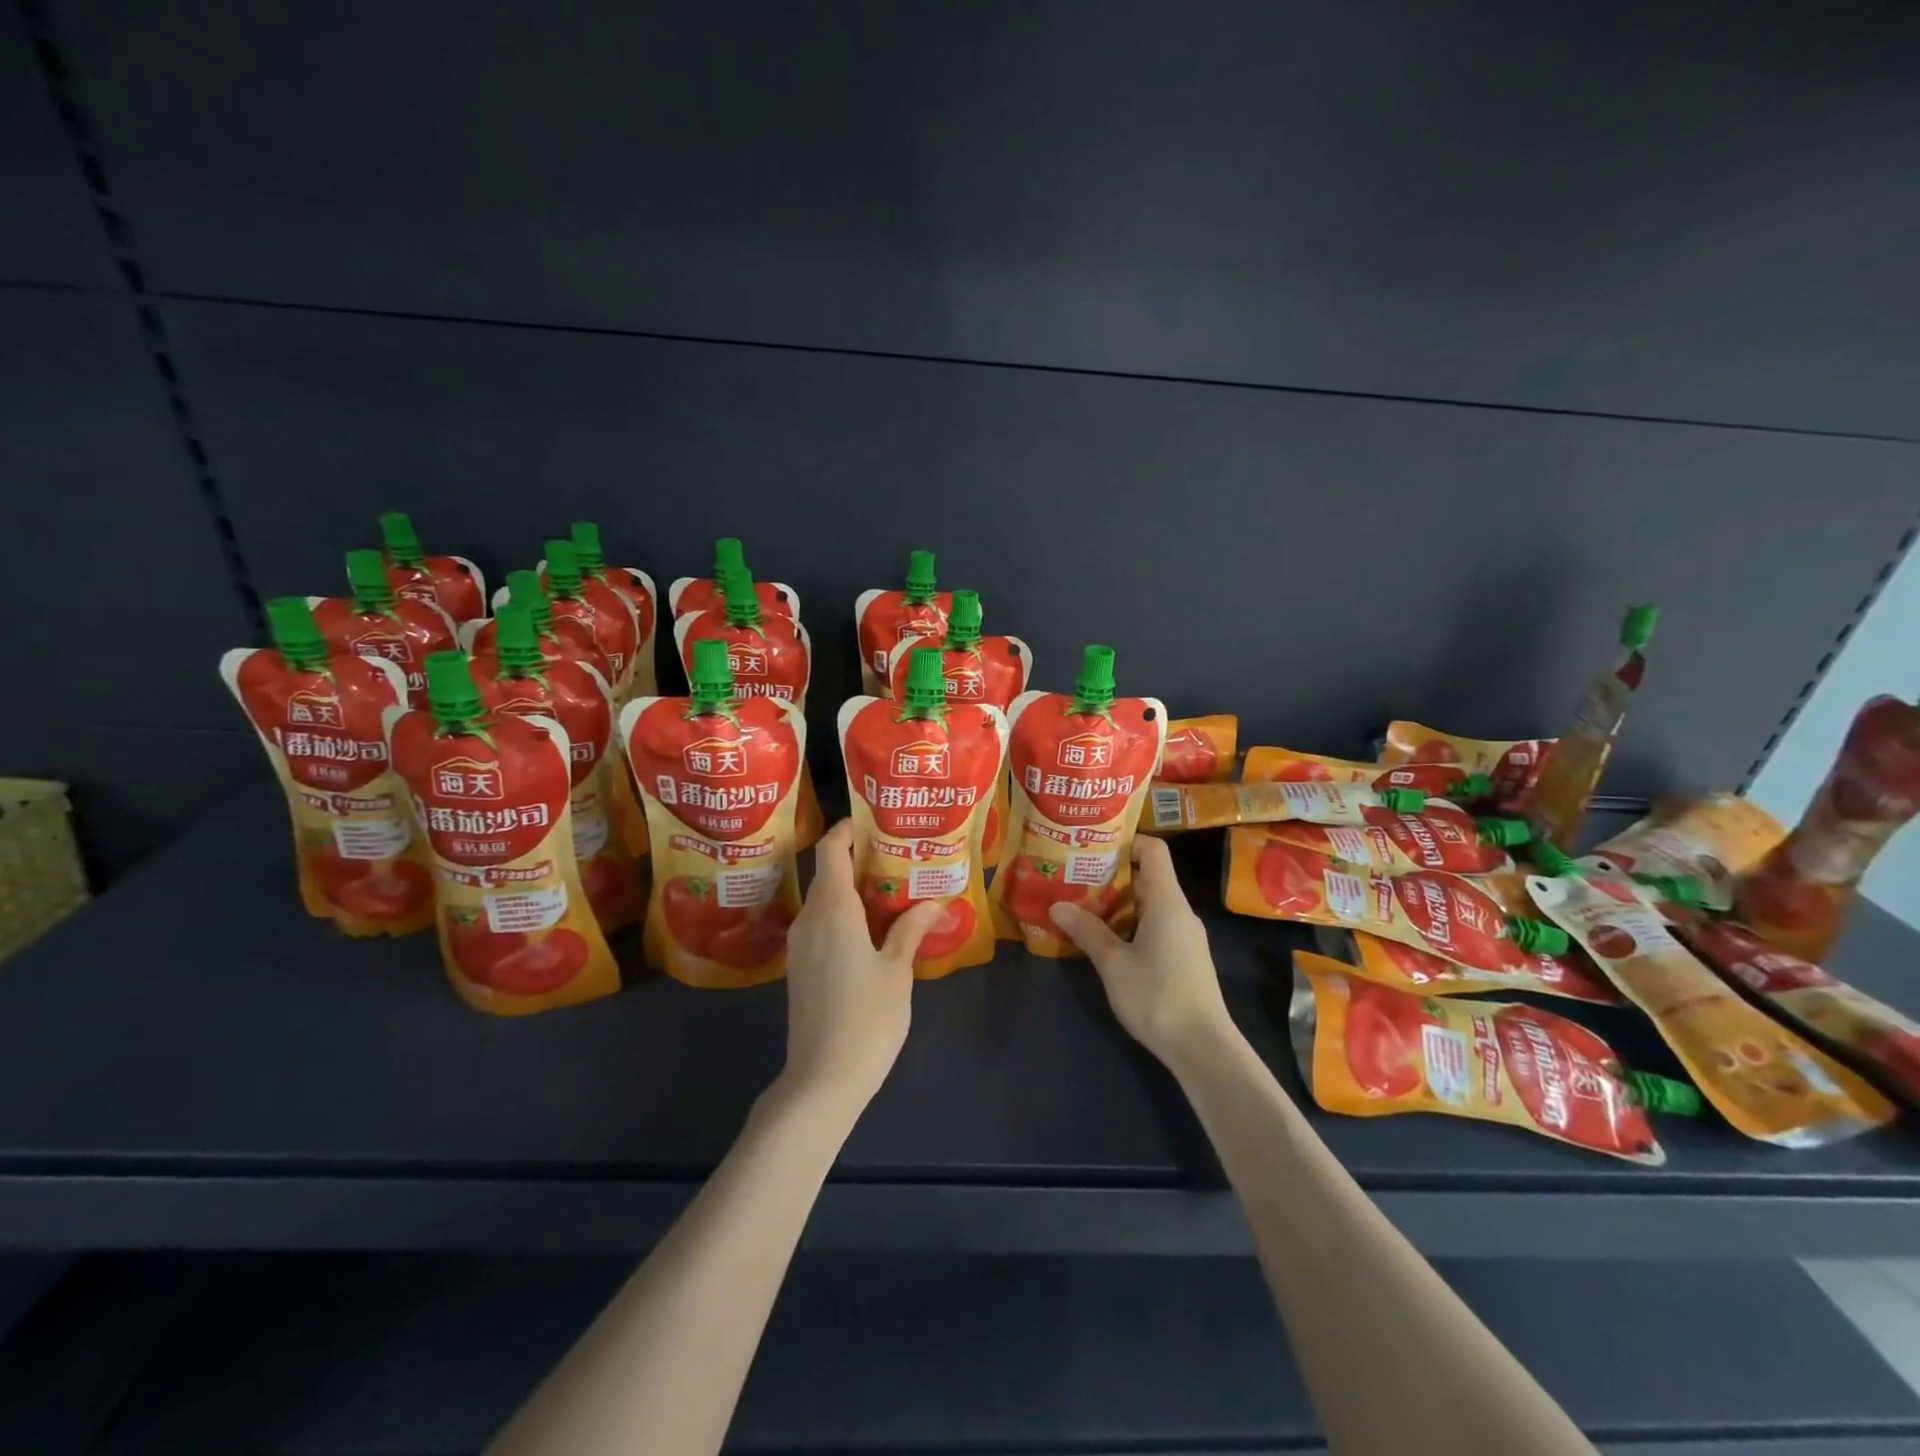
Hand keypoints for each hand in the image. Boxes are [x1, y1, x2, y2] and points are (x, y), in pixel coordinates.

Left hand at [776, 819, 944, 1112]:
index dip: (847, 830)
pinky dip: (843, 912)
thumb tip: (933, 903)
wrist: (822, 1079)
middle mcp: (810, 919)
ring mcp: (800, 944)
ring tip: (889, 887)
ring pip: (823, 899)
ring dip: (850, 887)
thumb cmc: (866, 1018)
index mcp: (833, 910)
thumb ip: (910, 931)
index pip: (831, 851)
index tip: (874, 822)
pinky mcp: (800, 967)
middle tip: (896, 855)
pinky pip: (820, 923)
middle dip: (856, 858)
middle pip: (826, 872)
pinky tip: (871, 926)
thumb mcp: (897, 971)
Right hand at [1050, 835, 1236, 1071]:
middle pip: (1147, 877)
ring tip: (1080, 905)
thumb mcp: (1113, 964)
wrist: (1203, 1048)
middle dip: (1110, 874)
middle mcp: (1179, 911)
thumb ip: (1087, 931)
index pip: (1153, 850)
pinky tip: (1104, 939)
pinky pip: (1154, 925)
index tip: (1092, 847)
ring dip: (1117, 903)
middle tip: (1074, 876)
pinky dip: (1129, 924)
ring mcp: (1184, 935)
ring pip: (1149, 904)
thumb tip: (1057, 905)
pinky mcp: (1184, 957)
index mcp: (1167, 901)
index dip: (1126, 842)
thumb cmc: (1158, 997)